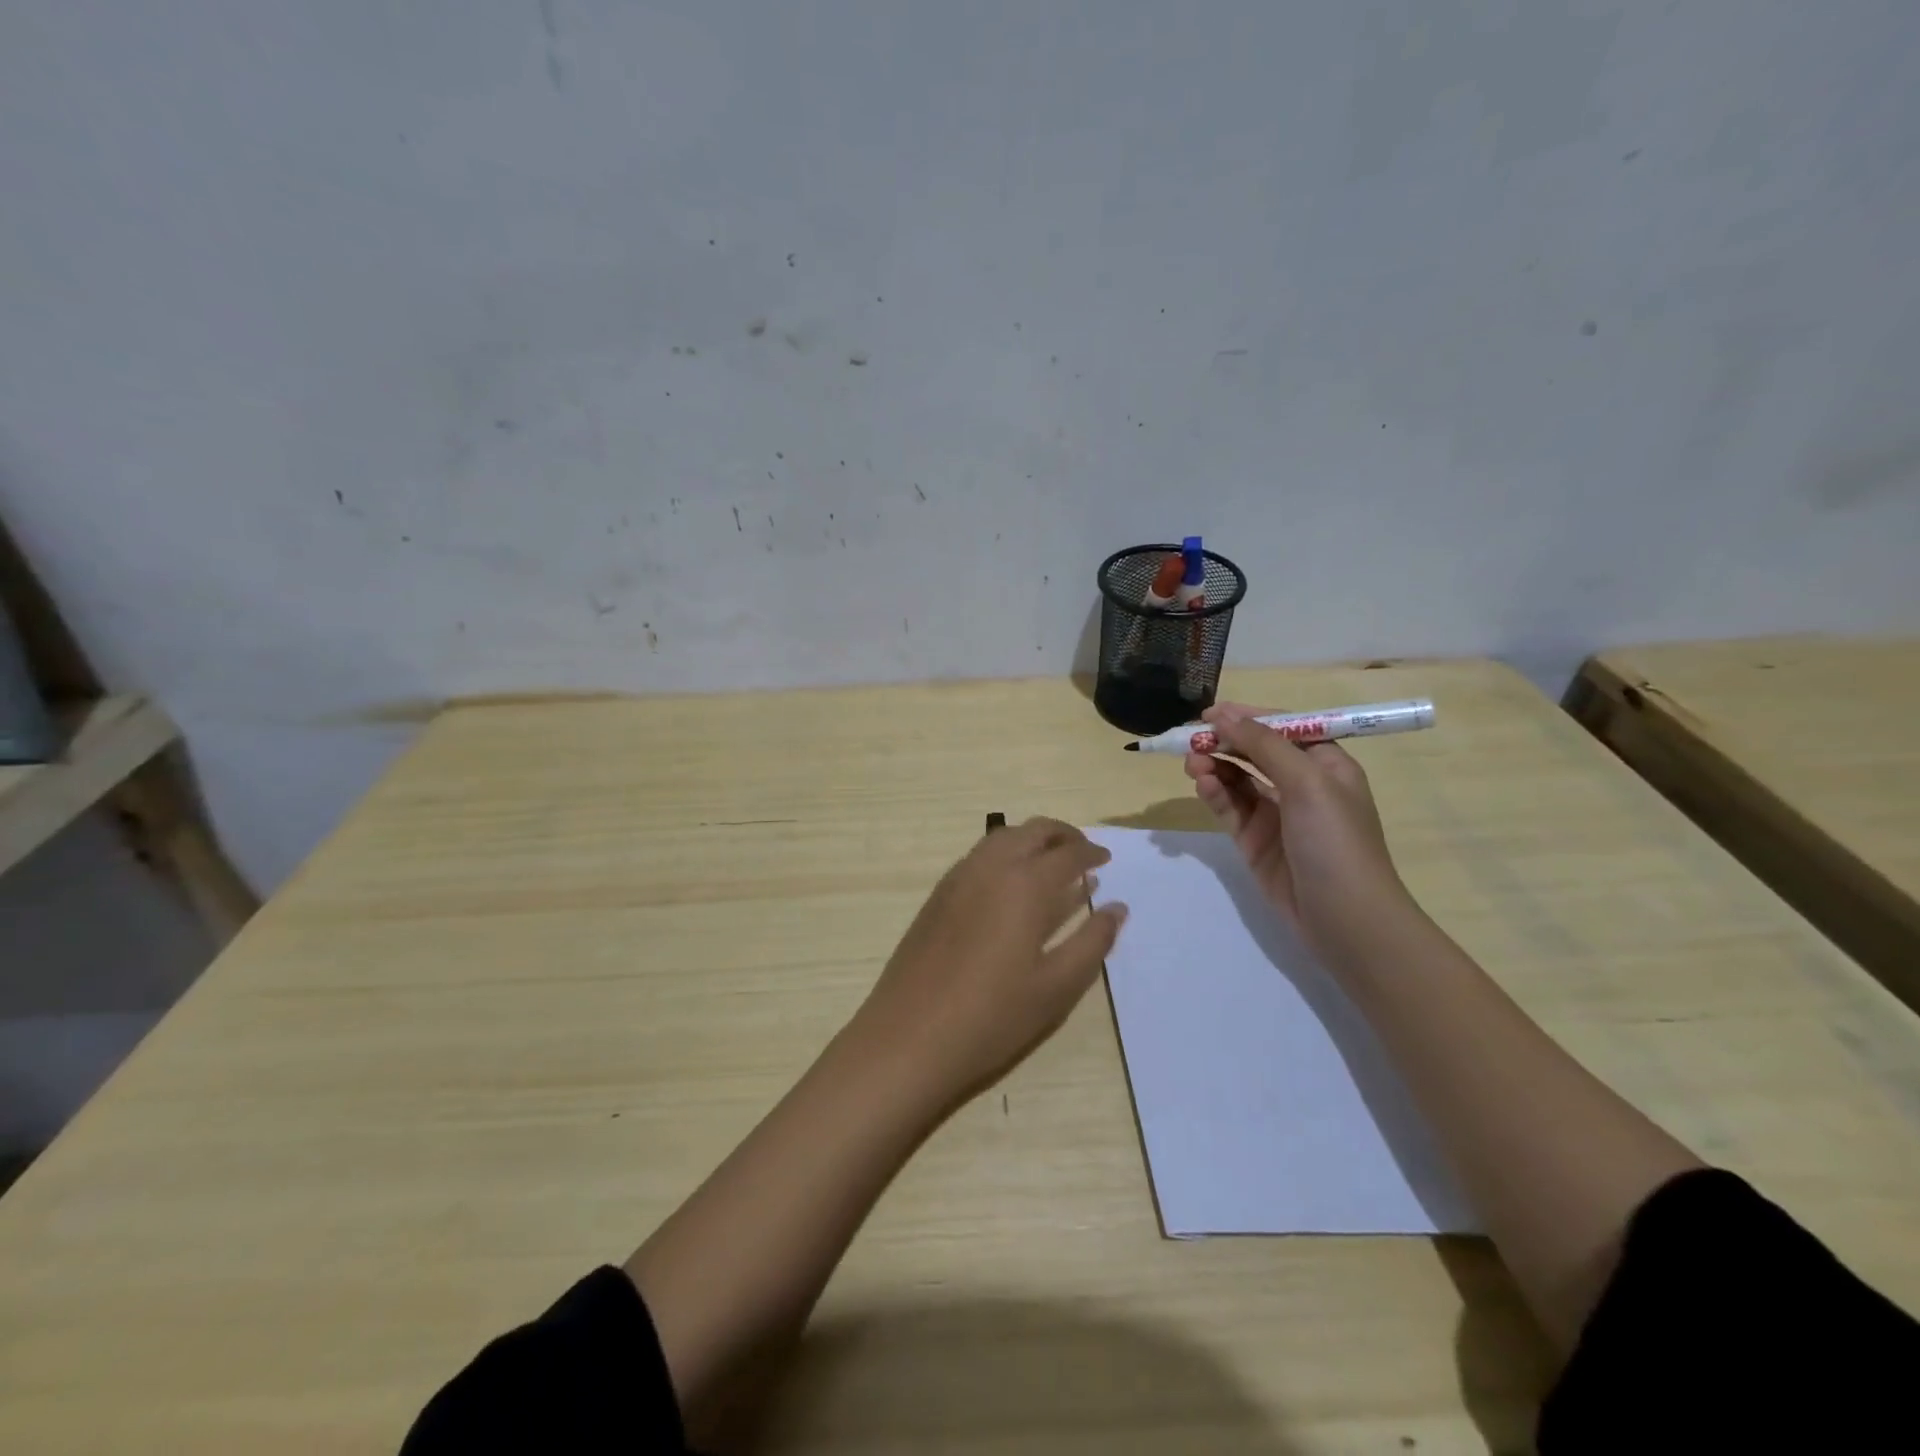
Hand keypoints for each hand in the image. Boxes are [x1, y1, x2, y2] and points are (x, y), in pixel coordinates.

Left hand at [851, 818, 1126, 1105]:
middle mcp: (991, 868)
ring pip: (1001, 838)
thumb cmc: (993, 1016)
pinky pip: (978, 856)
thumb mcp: (1056, 986)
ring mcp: (958, 878)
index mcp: (1025, 885)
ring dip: (1030, 840)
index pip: (1067, 854)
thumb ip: (1092, 942)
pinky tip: (1010, 885)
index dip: (1090, 853)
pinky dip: (1004, 854)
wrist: (909, 1036)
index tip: (1106, 860)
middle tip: (1082, 852)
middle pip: (1031, 831)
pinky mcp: (937, 895)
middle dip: (1061, 835)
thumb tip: (1117, 908)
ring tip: (1050, 864)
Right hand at [1184, 704, 1418, 967]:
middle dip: (1224, 742)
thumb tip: (1224, 714)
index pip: (1282, 728)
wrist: (1345, 919)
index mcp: (1325, 764)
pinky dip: (1215, 793)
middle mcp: (1301, 784)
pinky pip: (1230, 807)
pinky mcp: (1254, 840)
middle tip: (1190, 741)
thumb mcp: (1306, 782)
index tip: (1209, 713)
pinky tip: (1203, 785)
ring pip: (1237, 778)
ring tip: (1192, 763)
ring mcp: (1276, 814)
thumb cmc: (1335, 841)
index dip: (1247, 716)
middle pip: (1254, 751)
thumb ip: (1263, 745)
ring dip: (1214, 766)